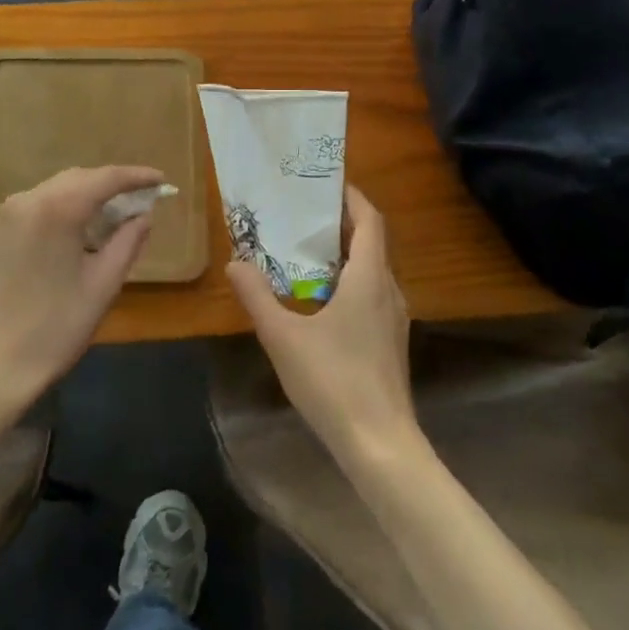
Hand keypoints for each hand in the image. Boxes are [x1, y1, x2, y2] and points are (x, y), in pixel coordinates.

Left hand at [0, 165, 163, 406]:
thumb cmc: (57, 326)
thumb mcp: (104, 284)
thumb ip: (128, 241)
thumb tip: (143, 216)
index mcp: (58, 208)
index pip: (106, 178)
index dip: (137, 177)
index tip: (162, 180)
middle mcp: (30, 199)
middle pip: (81, 178)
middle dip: (114, 184)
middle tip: (145, 197)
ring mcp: (11, 214)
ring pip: (61, 188)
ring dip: (91, 194)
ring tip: (120, 212)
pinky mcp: (2, 231)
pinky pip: (43, 203)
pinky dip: (68, 206)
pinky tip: (86, 226)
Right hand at [225, 185, 416, 461]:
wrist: (381, 446)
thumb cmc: (333, 382)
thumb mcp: (283, 336)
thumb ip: (257, 296)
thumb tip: (235, 262)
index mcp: (369, 279)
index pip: (370, 220)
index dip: (352, 197)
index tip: (324, 184)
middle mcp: (389, 291)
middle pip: (371, 242)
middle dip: (341, 223)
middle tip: (302, 214)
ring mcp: (394, 318)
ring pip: (373, 270)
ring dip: (345, 254)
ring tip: (305, 250)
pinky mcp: (391, 341)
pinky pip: (371, 293)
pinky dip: (349, 280)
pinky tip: (319, 299)